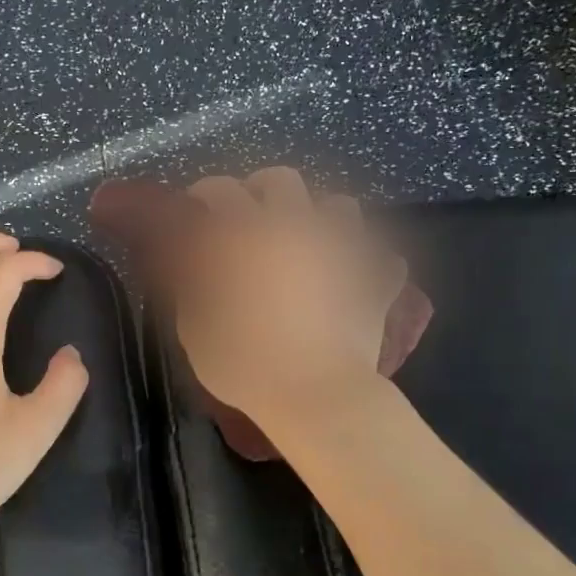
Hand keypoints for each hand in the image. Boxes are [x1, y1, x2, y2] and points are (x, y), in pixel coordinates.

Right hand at [173, 169, 402, 429]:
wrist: (316, 395)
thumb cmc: (245, 363)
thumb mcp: (195, 330)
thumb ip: (193, 290)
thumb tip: (197, 269)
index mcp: (247, 235)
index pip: (221, 190)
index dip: (204, 192)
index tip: (196, 206)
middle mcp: (296, 228)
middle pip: (282, 180)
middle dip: (261, 189)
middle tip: (250, 215)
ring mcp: (341, 250)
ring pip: (340, 206)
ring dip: (320, 217)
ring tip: (309, 242)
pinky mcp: (374, 280)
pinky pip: (382, 258)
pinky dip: (367, 262)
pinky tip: (355, 277)